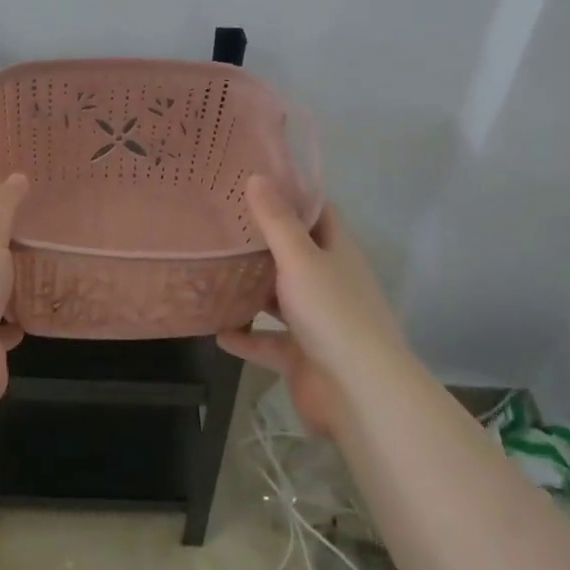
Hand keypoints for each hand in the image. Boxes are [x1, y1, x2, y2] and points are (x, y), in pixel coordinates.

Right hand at [216, 176, 400, 437]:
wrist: (358, 393)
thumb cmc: (332, 313)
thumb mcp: (300, 259)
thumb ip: (276, 221)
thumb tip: (257, 176)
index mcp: (337, 253)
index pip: (317, 214)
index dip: (292, 197)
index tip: (255, 182)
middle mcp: (328, 283)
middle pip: (294, 255)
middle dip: (262, 242)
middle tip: (220, 222)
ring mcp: (316, 322)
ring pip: (278, 298)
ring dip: (251, 289)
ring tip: (212, 270)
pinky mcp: (300, 356)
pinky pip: (266, 342)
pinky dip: (244, 337)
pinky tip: (216, 330)